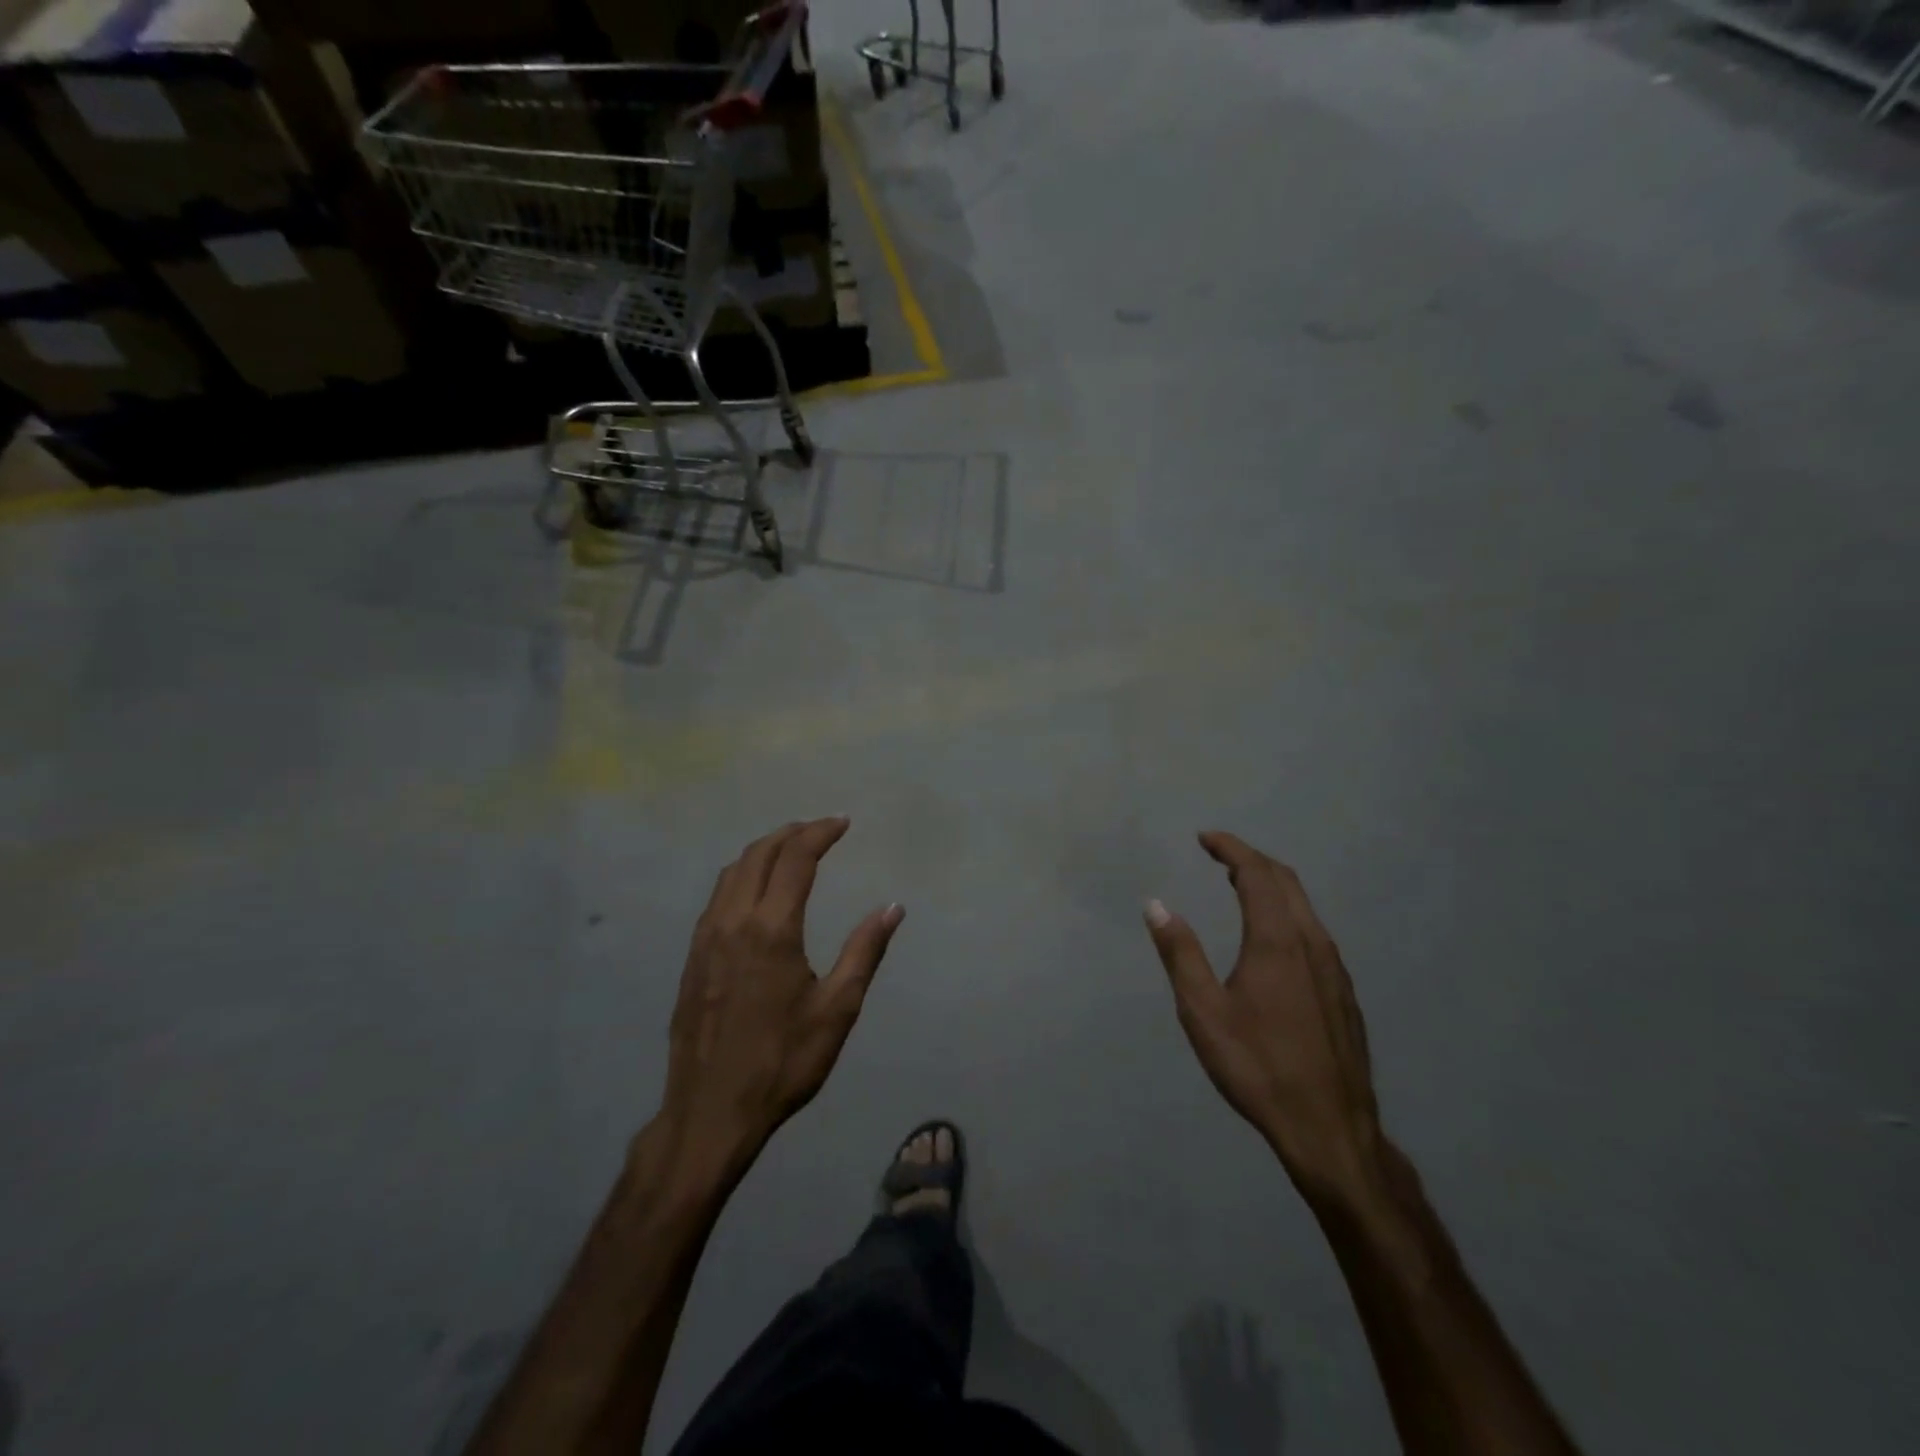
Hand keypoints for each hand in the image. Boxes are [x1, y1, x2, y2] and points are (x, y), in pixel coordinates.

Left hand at [661, 818, 902, 1176]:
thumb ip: (865, 951)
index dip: (820, 833)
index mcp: (772, 928)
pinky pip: (718, 895)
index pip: (796, 858)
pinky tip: (757, 891)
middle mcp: (734, 921)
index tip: (843, 823)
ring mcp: (706, 937)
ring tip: (791, 849)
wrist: (710, 1111)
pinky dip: (742, 875)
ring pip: (732, 871)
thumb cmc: (782, 1062)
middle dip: (792, 832)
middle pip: (759, 854)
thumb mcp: (837, 1009)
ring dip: (764, 850)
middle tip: (821, 829)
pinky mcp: (692, 956)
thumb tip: (893, 907)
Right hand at [1145, 832, 1385, 1207]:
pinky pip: (1313, 931)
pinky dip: (1287, 912)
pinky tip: (1271, 937)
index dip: (1230, 849)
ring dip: (1271, 885)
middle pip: (1285, 881)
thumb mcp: (1203, 1011)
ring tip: (1239, 886)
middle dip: (1251, 860)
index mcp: (1277, 940)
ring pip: (1304, 906)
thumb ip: (1180, 953)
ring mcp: (1334, 968)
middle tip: (1219, 857)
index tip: (1205, 838)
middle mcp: (1312, 943)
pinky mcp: (1343, 992)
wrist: (1330, 1129)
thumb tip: (1156, 904)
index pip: (1256, 874)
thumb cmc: (1258, 1066)